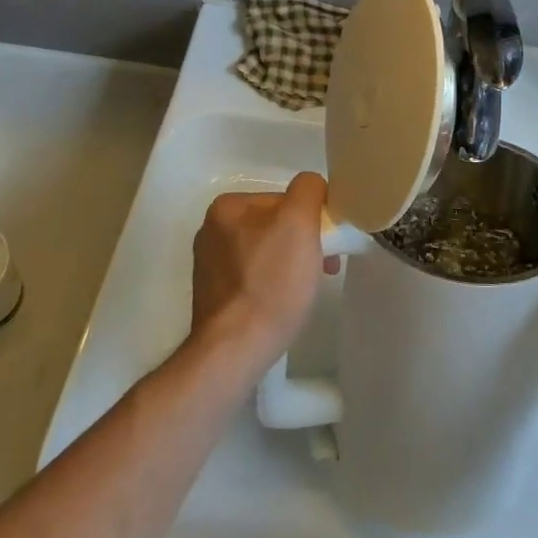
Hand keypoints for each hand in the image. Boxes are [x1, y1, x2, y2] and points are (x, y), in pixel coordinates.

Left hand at [189, 172, 330, 375]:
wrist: (235, 349)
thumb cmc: (271, 282)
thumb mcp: (299, 222)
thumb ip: (307, 190)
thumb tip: (310, 187)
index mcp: (227, 207)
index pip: (284, 199)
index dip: (311, 220)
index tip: (327, 246)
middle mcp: (211, 230)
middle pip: (275, 225)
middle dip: (302, 243)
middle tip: (323, 270)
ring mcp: (209, 265)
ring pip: (266, 252)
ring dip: (290, 264)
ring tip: (303, 291)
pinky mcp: (214, 295)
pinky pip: (254, 278)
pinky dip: (272, 285)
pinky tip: (281, 304)